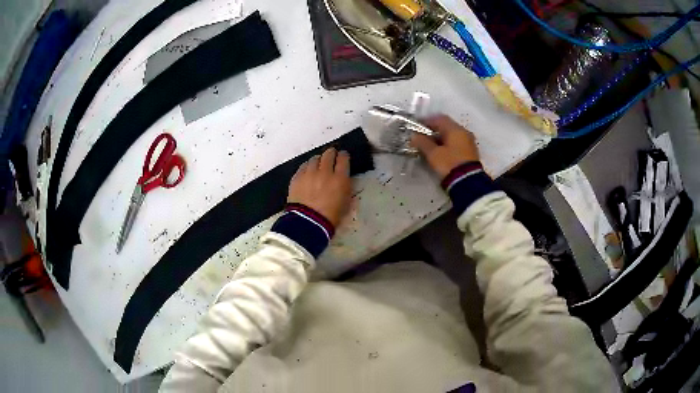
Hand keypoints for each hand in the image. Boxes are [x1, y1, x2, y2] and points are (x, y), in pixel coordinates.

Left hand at [288, 148, 351, 226]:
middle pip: (329, 154)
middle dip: (331, 153)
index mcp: (340, 179)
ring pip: (314, 158)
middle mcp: (325, 172)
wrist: (308, 223)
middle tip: (331, 156)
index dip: (344, 156)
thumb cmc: (330, 217)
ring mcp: (309, 173)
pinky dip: (307, 167)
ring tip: (318, 164)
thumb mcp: (346, 204)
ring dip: (318, 160)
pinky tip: (308, 171)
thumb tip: (344, 181)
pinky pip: (303, 166)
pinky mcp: (297, 177)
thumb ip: (345, 188)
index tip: (343, 156)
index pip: (344, 159)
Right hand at [411, 115, 479, 177]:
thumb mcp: (433, 154)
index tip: (417, 126)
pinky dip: (447, 145)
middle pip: (446, 127)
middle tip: (422, 137)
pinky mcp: (470, 153)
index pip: (440, 119)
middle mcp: (464, 133)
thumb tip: (414, 136)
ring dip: (440, 139)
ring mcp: (469, 143)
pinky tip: (440, 153)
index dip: (427, 121)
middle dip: (433, 131)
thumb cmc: (449, 164)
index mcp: (455, 129)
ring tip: (429, 147)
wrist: (468, 182)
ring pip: (452, 136)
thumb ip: (423, 142)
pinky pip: (456, 144)